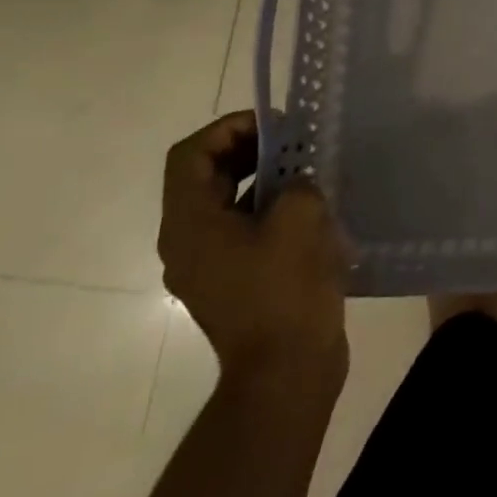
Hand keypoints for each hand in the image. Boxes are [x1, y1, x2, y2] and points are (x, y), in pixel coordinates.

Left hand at [158, 112, 349, 393]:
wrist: (287, 371)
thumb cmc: (286, 289)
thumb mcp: (299, 217)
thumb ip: (296, 181)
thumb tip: (297, 179)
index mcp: (189, 225)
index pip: (191, 155)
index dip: (230, 128)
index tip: (276, 125)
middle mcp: (187, 243)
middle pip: (205, 176)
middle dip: (249, 149)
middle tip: (295, 141)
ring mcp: (209, 266)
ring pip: (226, 203)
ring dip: (262, 178)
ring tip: (307, 170)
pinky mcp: (233, 282)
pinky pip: (242, 229)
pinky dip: (269, 209)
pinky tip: (309, 209)